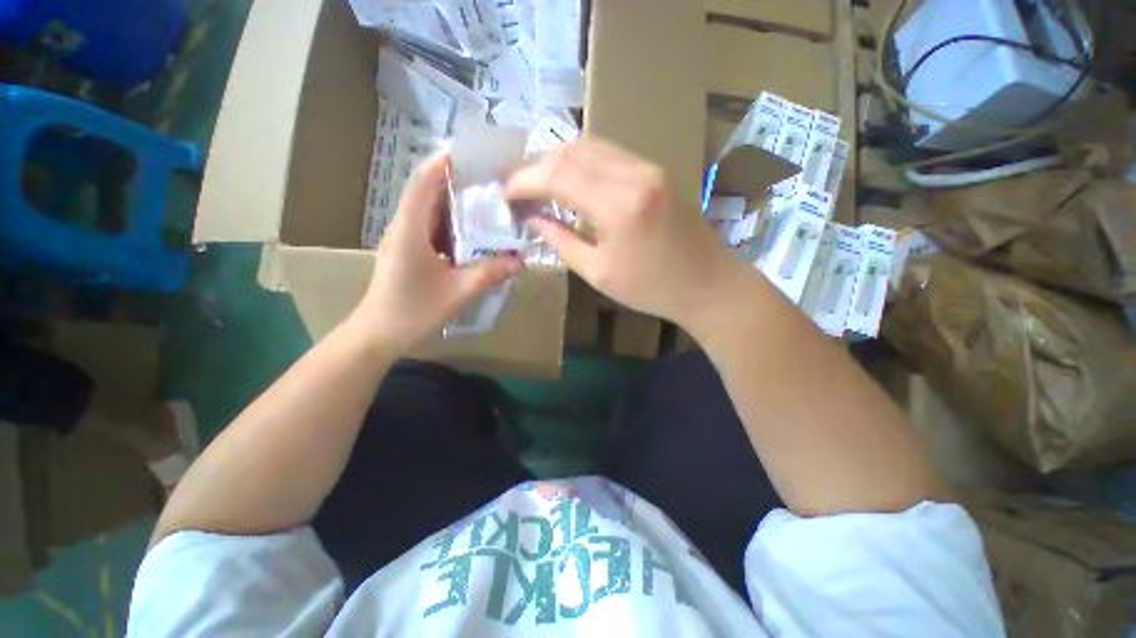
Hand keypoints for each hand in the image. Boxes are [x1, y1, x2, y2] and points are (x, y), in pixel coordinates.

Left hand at [355, 152, 521, 352]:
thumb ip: (490, 273)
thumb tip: (521, 260)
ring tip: (486, 202)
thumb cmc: (413, 311)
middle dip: (456, 181)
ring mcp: (404, 239)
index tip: (471, 154)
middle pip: (428, 191)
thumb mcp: (458, 292)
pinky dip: (452, 225)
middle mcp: (404, 227)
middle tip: (490, 180)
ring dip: (455, 204)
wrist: (379, 334)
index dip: (444, 163)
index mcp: (410, 229)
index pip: (424, 182)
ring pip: (430, 211)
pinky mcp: (408, 252)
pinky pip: (431, 229)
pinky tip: (473, 233)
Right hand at [505, 138, 745, 327]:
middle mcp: (634, 174)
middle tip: (519, 187)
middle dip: (537, 165)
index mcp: (618, 206)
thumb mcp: (598, 273)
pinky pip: (609, 154)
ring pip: (590, 145)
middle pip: (571, 150)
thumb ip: (561, 241)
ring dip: (558, 160)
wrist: (706, 283)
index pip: (557, 174)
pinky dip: (582, 162)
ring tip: (539, 183)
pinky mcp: (655, 170)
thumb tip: (534, 219)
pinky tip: (570, 180)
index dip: (524, 180)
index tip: (505, 194)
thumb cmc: (651, 289)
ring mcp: (648, 167)